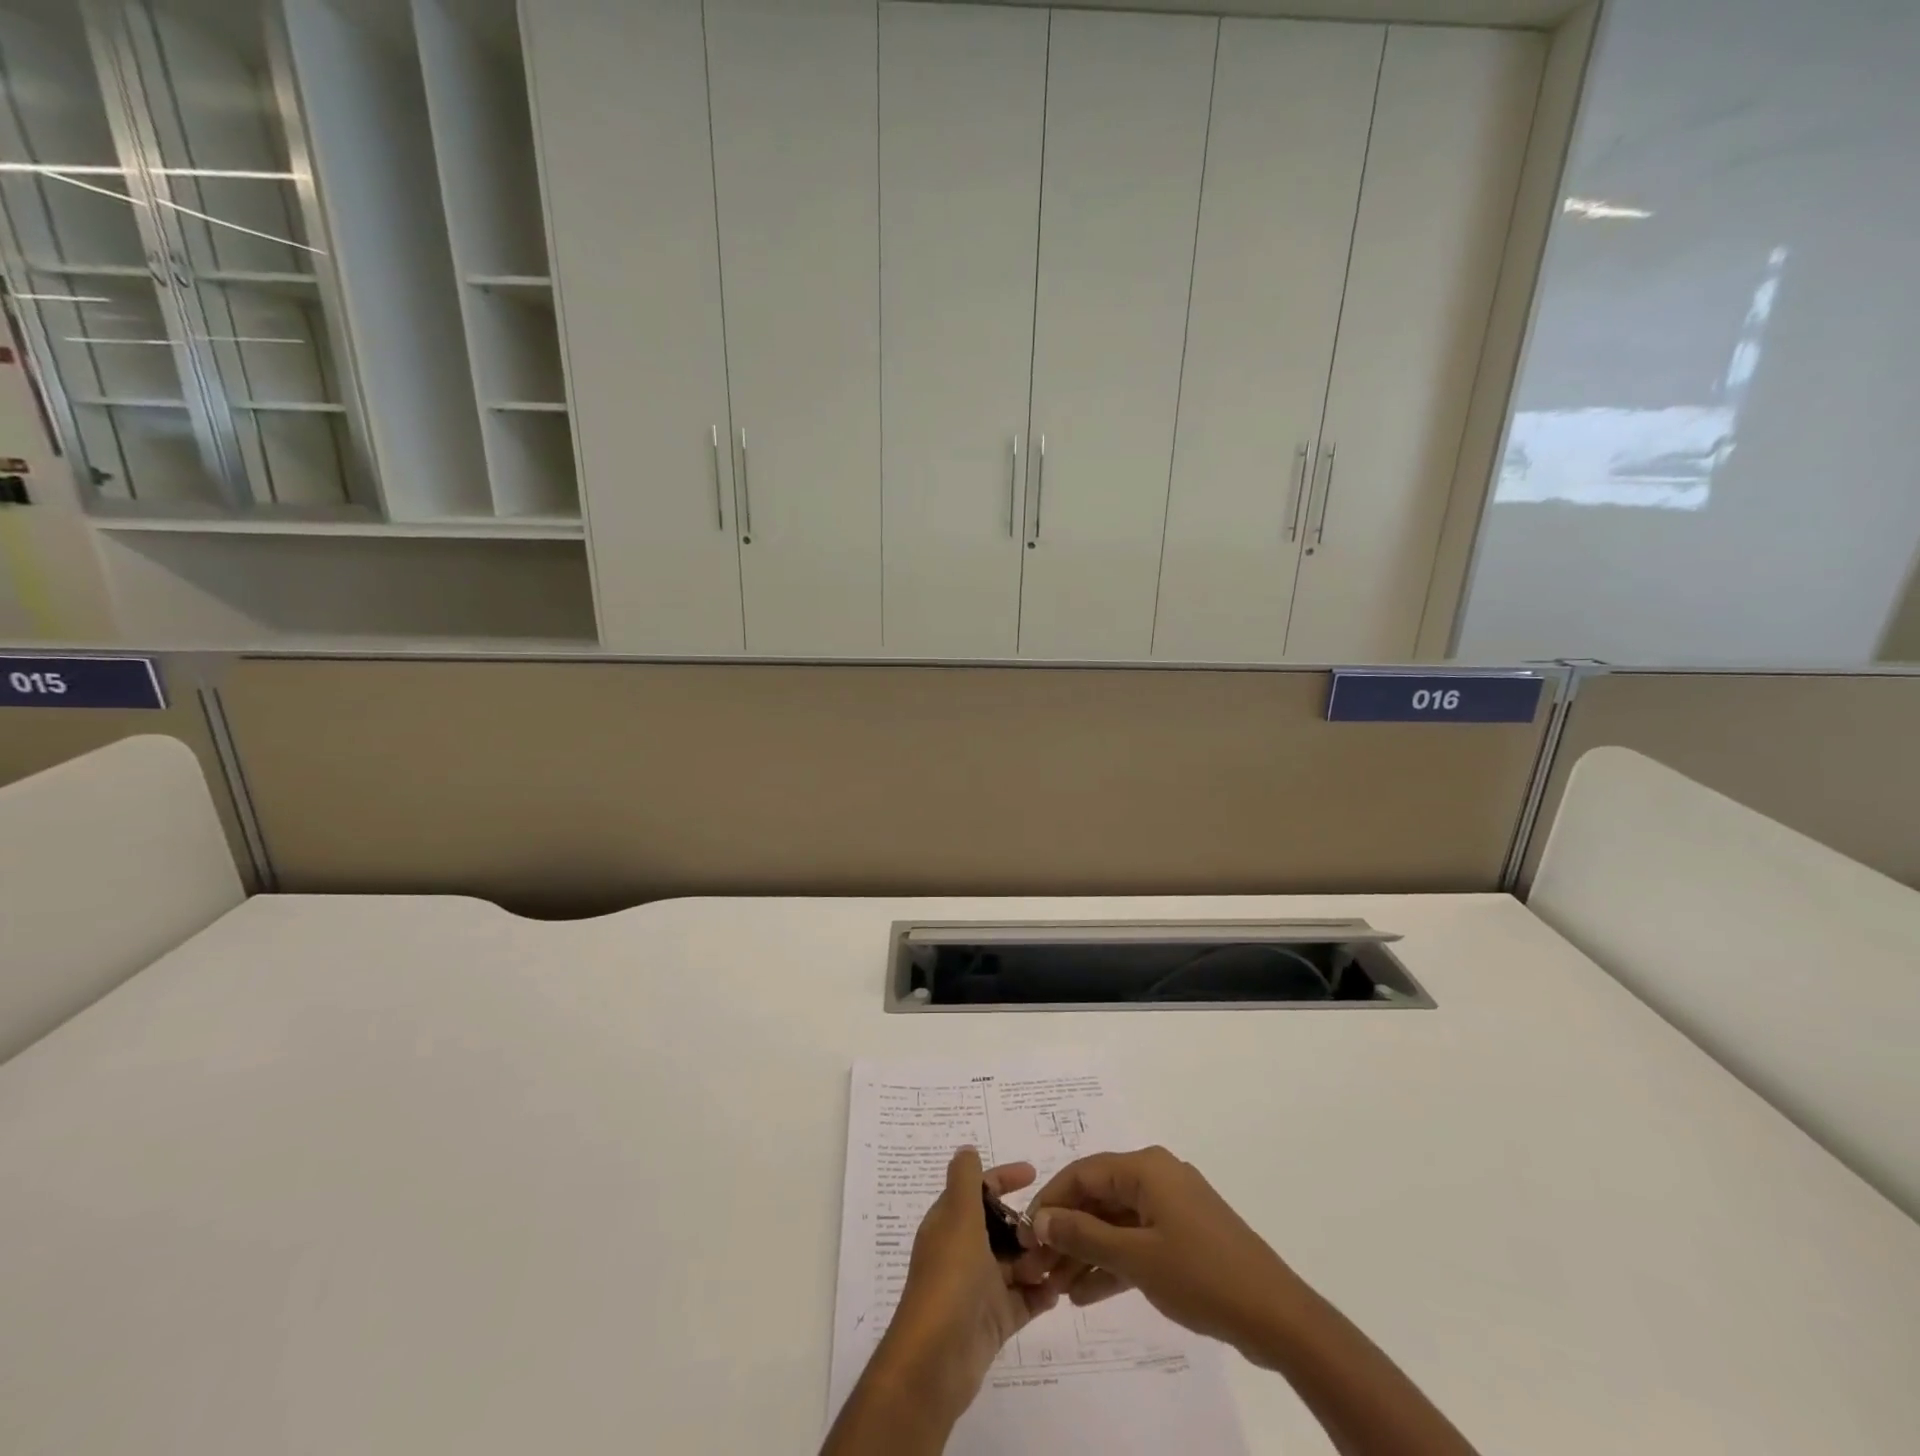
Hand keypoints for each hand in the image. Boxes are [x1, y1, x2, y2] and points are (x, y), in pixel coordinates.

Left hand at [868, 1148, 1062, 1425]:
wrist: (935, 1361)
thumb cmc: (950, 1278)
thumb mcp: (958, 1218)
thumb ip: (965, 1180)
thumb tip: (966, 1149)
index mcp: (951, 1223)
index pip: (979, 1190)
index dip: (1004, 1178)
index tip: (1034, 1174)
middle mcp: (963, 1251)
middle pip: (1002, 1228)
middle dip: (1029, 1225)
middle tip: (1056, 1228)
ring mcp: (979, 1287)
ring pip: (1015, 1264)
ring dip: (1038, 1260)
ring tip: (1063, 1260)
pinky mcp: (993, 1321)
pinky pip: (1022, 1300)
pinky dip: (1039, 1295)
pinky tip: (1057, 1292)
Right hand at [1017, 1146, 1299, 1362]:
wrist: (1276, 1317)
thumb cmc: (1201, 1276)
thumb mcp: (1136, 1258)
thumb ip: (1084, 1236)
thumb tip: (1041, 1219)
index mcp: (1145, 1168)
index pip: (1082, 1174)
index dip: (1051, 1202)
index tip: (1025, 1235)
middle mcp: (1155, 1177)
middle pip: (1097, 1199)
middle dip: (1066, 1232)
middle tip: (1038, 1268)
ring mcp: (1171, 1208)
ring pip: (1114, 1223)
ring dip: (1085, 1252)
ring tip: (1055, 1287)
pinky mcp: (1182, 1237)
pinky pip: (1135, 1242)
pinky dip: (1112, 1264)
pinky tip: (1085, 1294)